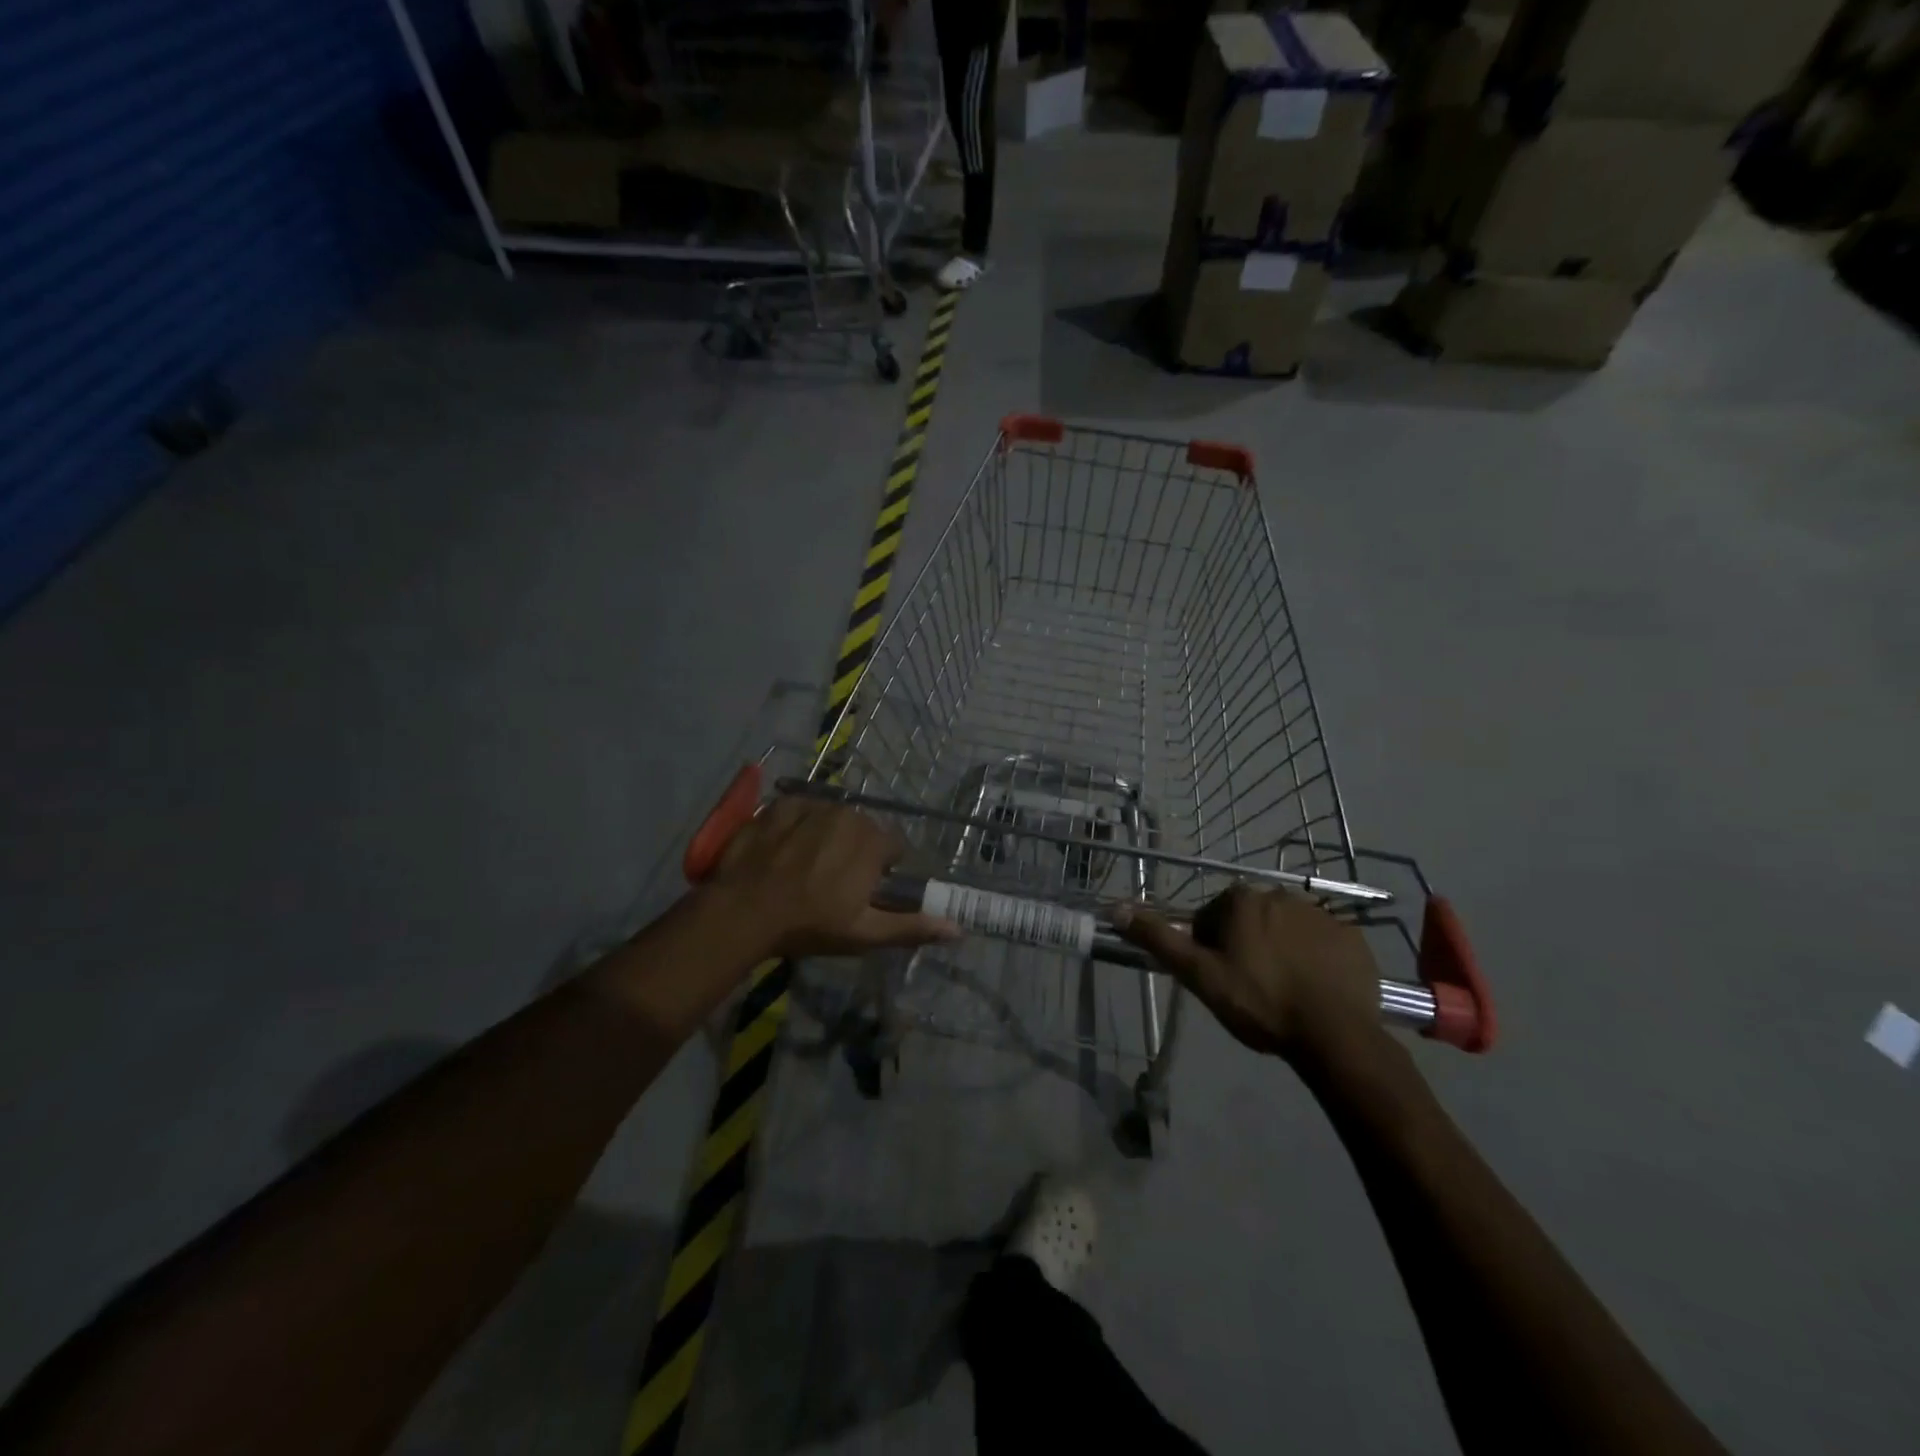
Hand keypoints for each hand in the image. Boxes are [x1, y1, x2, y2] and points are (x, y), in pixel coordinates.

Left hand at [705, 797, 959, 957]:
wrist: (743, 911)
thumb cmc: (809, 924)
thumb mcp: (864, 933)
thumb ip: (912, 926)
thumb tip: (959, 929)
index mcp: (872, 841)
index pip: (894, 846)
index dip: (882, 868)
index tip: (864, 889)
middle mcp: (847, 814)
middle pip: (862, 829)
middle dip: (855, 850)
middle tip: (832, 881)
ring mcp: (811, 805)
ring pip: (832, 817)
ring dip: (826, 836)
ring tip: (804, 866)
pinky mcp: (780, 805)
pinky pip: (800, 810)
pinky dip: (797, 825)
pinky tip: (783, 850)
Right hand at [1117, 886, 1384, 1063]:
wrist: (1334, 1035)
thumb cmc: (1259, 1002)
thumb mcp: (1200, 975)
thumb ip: (1159, 939)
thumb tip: (1116, 908)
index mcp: (1240, 900)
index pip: (1212, 918)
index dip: (1211, 950)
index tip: (1221, 979)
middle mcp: (1279, 894)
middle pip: (1249, 920)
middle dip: (1246, 946)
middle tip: (1250, 988)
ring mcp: (1321, 913)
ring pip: (1286, 929)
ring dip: (1280, 950)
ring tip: (1284, 991)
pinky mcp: (1352, 936)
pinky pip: (1323, 942)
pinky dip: (1315, 959)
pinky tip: (1314, 989)